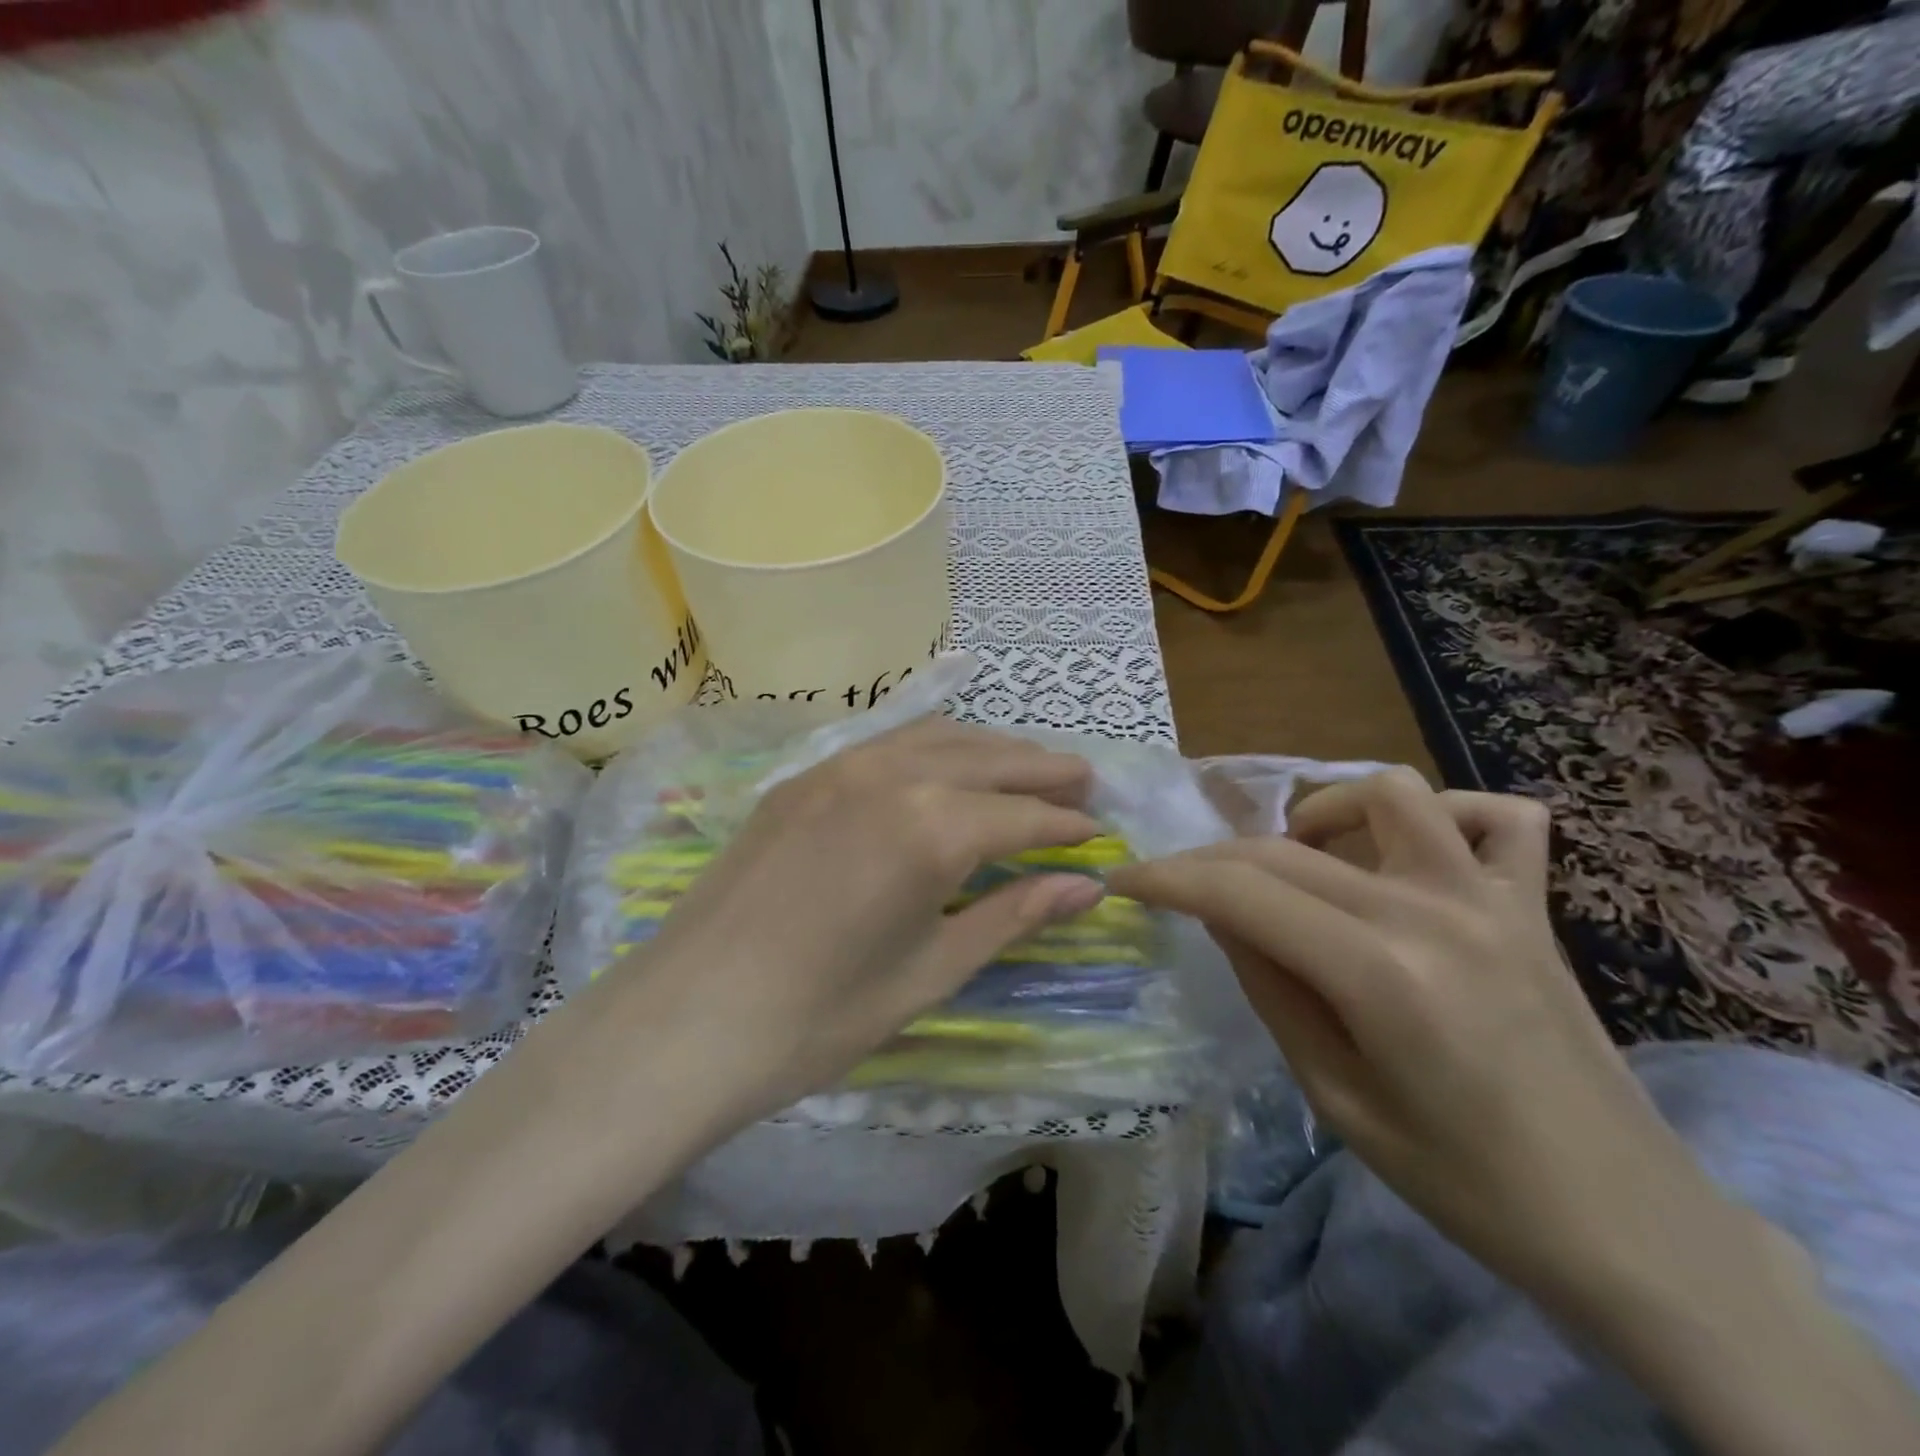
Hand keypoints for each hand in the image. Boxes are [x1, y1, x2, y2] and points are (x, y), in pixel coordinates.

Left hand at [601, 716, 1103, 1121]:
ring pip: (938, 738)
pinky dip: (934, 748)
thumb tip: (1086, 887)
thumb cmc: (819, 1018)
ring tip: (1027, 768)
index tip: (1099, 833)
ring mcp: (839, 766)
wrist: (685, 1021)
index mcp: (931, 827)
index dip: (1067, 826)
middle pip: (988, 758)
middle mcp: (891, 775)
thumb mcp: (931, 971)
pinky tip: (946, 768)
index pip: (1023, 816)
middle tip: (1083, 783)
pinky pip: (887, 744)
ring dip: (991, 750)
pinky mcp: (803, 777)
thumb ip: (1011, 915)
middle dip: (1042, 770)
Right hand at [1108, 769, 1737, 1304]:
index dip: (1169, 878)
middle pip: (1288, 846)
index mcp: (1380, 975)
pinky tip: (1412, 857)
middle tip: (1183, 889)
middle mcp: (1433, 912)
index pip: (1241, 890)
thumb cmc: (1464, 1182)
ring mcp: (1492, 898)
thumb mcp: (1334, 1097)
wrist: (1627, 1224)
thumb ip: (1270, 986)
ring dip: (1323, 815)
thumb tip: (1220, 913)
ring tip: (1304, 864)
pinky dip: (1443, 818)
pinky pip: (1498, 817)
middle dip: (1214, 859)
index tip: (1125, 880)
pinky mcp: (1533, 905)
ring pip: (1388, 794)